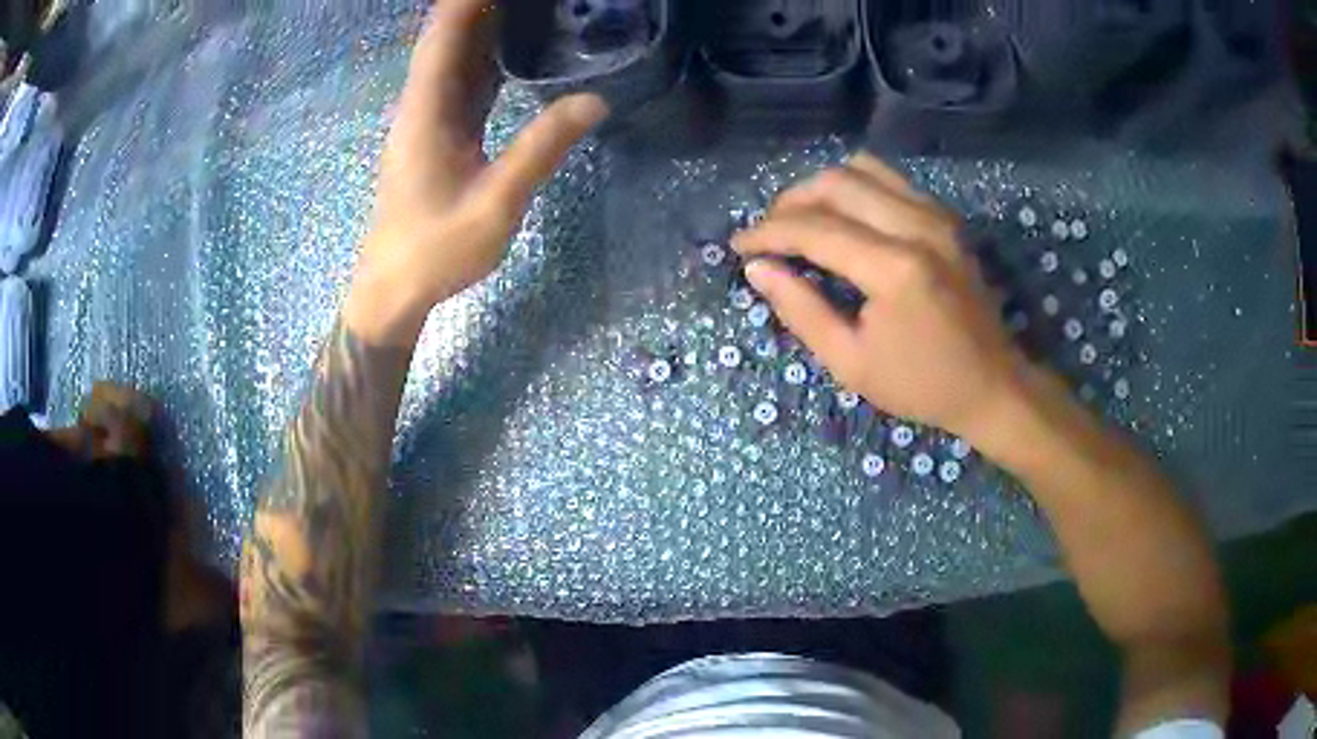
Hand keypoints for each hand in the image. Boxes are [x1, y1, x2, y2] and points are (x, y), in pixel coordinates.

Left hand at [345, 0, 608, 345]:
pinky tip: (514, 48)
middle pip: (449, 36)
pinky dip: (486, 57)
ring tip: (532, 11)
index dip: (470, 1)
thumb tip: (595, 99)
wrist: (392, 289)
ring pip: (455, 56)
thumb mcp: (496, 202)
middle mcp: (423, 103)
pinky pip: (462, 81)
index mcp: (427, 109)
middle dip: (484, 7)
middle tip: (541, 2)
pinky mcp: (437, 134)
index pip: (444, 33)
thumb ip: (542, 147)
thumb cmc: (436, 249)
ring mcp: (428, 118)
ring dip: (486, 27)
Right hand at [733, 154, 1029, 441]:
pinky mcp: (946, 218)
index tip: (739, 246)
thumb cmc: (921, 384)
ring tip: (801, 219)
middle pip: (836, 183)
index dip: (768, 233)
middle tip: (768, 233)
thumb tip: (758, 268)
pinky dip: (856, 188)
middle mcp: (918, 226)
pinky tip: (845, 216)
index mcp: (895, 268)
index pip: (815, 229)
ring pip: (863, 170)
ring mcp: (937, 216)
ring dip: (821, 188)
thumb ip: (801, 310)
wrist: (992, 385)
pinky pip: (890, 181)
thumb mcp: (851, 362)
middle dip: (790, 202)